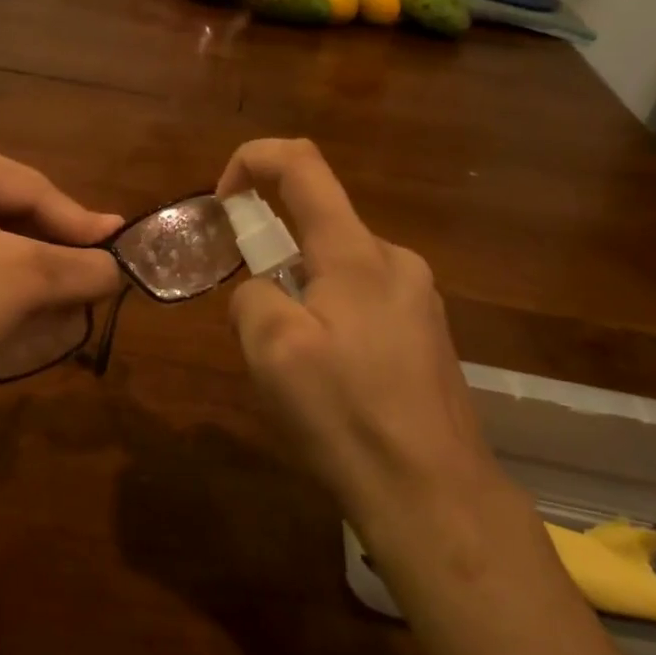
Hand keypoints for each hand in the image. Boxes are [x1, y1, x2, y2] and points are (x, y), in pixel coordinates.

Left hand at [0, 128, 122, 420]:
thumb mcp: (22, 281)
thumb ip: (81, 267)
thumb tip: (116, 268)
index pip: (30, 186)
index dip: (80, 224)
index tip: (118, 249)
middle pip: (1, 207)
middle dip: (46, 249)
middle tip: (88, 278)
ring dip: (18, 266)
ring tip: (55, 296)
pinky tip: (4, 303)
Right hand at [217, 138, 505, 539]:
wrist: (434, 494)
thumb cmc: (348, 416)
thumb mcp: (273, 352)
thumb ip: (252, 298)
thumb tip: (262, 292)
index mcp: (356, 253)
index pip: (302, 165)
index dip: (253, 160)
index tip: (222, 202)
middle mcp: (394, 261)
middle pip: (318, 225)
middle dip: (272, 257)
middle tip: (255, 326)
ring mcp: (418, 298)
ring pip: (337, 269)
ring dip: (299, 296)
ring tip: (293, 367)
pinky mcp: (425, 333)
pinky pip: (360, 302)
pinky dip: (327, 319)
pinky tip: (330, 381)